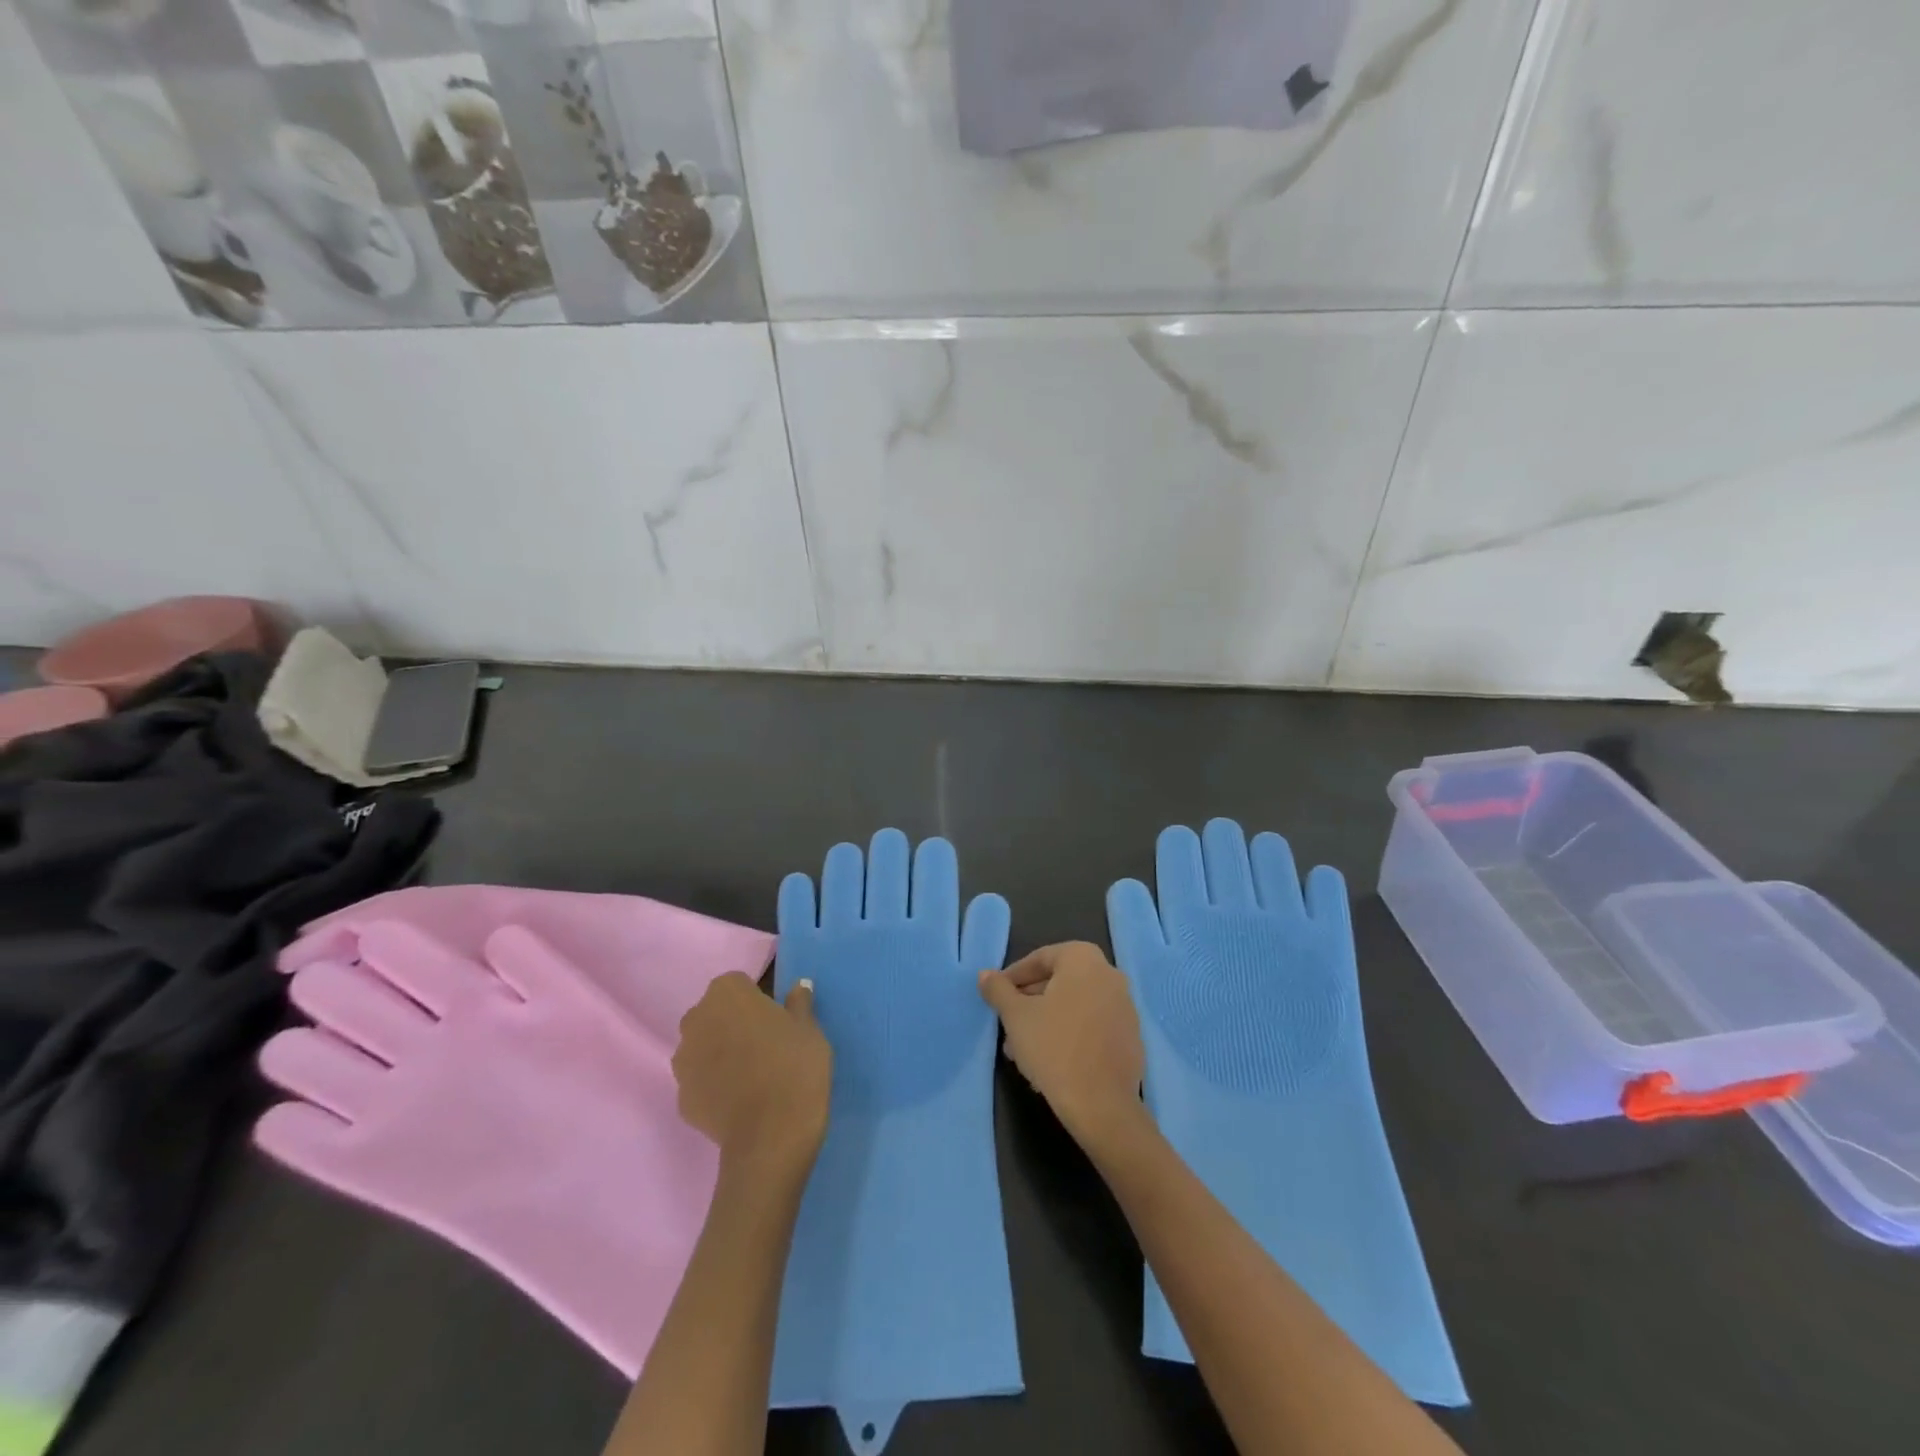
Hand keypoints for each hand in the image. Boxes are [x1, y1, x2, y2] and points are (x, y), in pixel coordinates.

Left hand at [674, 972, 831, 1175]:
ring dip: (720, 1052)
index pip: (739, 984)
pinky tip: (740, 1099)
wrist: (771, 1137)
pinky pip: (701, 1081)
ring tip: (752, 1074)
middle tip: (766, 1044)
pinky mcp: (681, 1098)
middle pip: (716, 1013)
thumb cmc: (794, 1067)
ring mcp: (683, 1060)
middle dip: (734, 1022)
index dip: (758, 999)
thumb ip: (799, 1003)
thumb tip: (799, 986)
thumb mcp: (809, 1028)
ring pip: (704, 1046)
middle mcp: (696, 1019)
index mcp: (727, 993)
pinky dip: (715, 1085)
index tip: (776, 1019)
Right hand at [978, 942, 1145, 1145]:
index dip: (1014, 977)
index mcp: (1084, 959)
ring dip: (1047, 1021)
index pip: (1041, 958)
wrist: (1101, 1104)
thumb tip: (985, 975)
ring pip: (1075, 1006)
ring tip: (1022, 1049)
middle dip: (1030, 1002)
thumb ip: (998, 990)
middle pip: (1060, 982)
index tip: (997, 997)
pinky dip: (1070, 1035)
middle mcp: (1110, 975)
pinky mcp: (1131, 1038)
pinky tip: (1050, 1061)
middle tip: (1007, 1023)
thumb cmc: (1053, 1047)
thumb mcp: (1015, 1016)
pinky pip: (1092, 1027)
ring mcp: (1125, 1008)